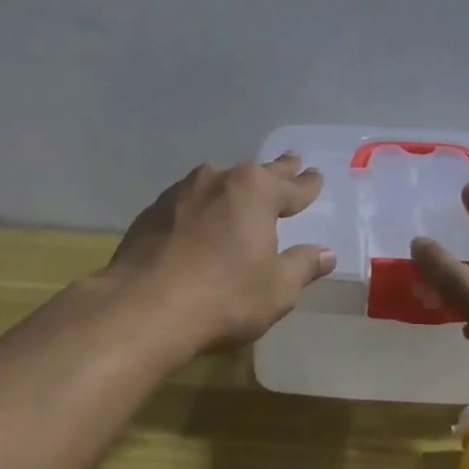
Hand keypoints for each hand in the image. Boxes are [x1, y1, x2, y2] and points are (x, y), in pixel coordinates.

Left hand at [107, 154, 335, 353]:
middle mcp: (219, 180)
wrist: (143, 308)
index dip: (308, 184)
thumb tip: (325, 253)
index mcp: (257, 191)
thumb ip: (302, 266)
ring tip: (243, 189)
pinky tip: (200, 219)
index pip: (292, 186)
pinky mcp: (152, 211)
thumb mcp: (277, 288)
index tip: (316, 176)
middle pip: (256, 173)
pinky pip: (188, 201)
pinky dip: (201, 207)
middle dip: (277, 169)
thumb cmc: (224, 297)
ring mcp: (181, 192)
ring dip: (234, 186)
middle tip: (292, 160)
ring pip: (218, 182)